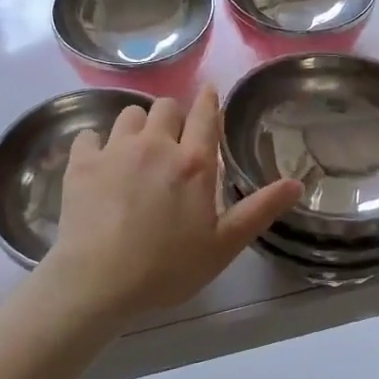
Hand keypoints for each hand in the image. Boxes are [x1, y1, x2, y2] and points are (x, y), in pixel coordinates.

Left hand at [42, 86, 302, 326]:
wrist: (99, 282)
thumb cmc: (167, 268)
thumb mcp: (223, 245)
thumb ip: (259, 210)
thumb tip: (296, 183)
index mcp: (194, 163)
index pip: (206, 114)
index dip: (209, 100)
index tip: (209, 95)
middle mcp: (155, 145)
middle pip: (166, 106)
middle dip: (173, 118)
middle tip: (173, 143)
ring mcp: (115, 150)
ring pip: (129, 114)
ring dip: (138, 127)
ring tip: (137, 151)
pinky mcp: (82, 162)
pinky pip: (90, 134)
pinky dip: (97, 144)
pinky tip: (100, 164)